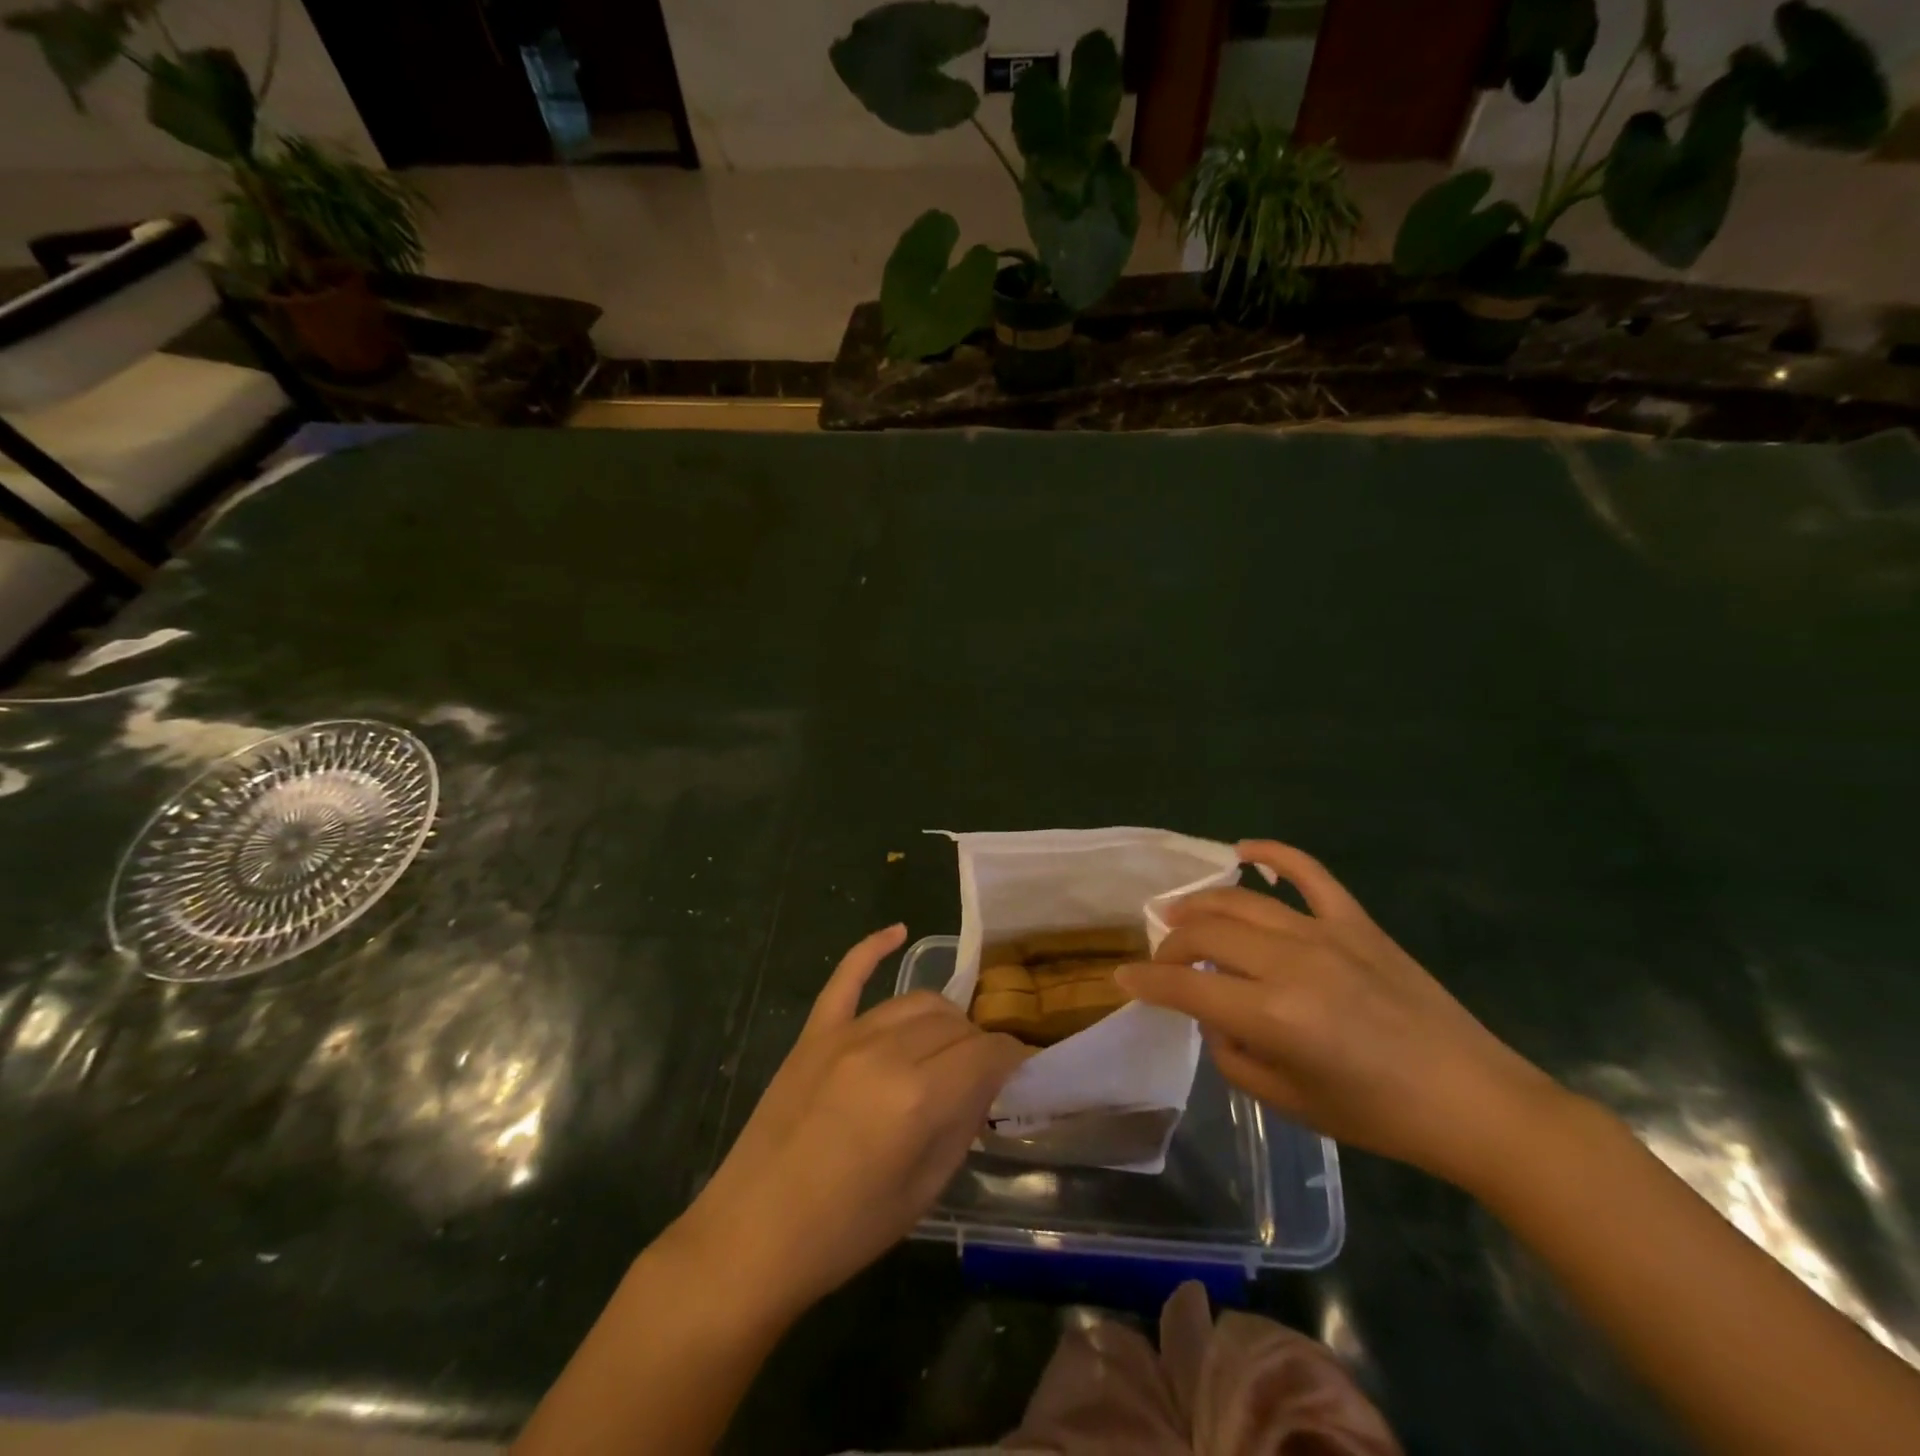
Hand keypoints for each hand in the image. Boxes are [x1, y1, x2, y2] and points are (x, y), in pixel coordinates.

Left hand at [673, 925, 1029, 1316]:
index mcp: (918, 1098)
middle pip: (954, 1023)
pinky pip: (847, 976)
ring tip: (948, 1045)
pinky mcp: (814, 1032)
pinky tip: (898, 931)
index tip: (1020, 1067)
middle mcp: (886, 1052)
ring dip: (943, 1018)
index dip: (1012, 1057)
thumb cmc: (844, 1231)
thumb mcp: (922, 1191)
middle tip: (979, 1073)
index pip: (986, 1053)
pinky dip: (873, 947)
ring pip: (915, 1001)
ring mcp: (845, 1035)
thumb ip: (962, 1125)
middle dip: (977, 1042)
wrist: (750, 1238)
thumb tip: (987, 1083)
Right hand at [1116, 840, 1560, 1190]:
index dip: (1147, 982)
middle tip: (1161, 959)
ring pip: (1243, 903)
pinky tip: (1246, 851)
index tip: (1122, 979)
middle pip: (1207, 933)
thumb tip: (1217, 1019)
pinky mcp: (1357, 923)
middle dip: (1171, 943)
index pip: (1186, 986)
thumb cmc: (1380, 1116)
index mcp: (1273, 1014)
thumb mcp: (1291, 1103)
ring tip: (1179, 911)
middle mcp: (1291, 962)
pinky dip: (1275, 854)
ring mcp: (1325, 934)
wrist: (1475, 1102)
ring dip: (1202, 904)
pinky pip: (1309, 874)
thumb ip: (1235, 1057)